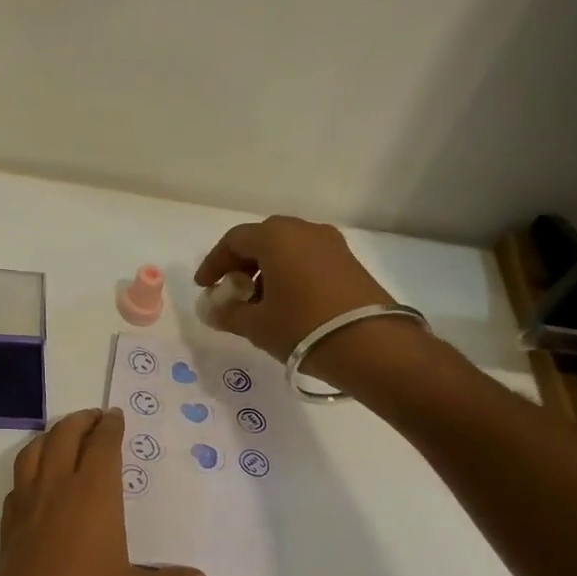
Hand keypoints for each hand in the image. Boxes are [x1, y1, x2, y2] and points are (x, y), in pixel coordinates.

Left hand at [0, 409, 205, 575]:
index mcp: (93, 497)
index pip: (101, 446)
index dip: (110, 427)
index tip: (115, 416)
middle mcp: (55, 492)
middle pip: (63, 437)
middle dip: (80, 421)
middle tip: (95, 418)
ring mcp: (25, 511)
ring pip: (32, 454)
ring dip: (50, 438)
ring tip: (64, 439)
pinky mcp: (6, 533)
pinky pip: (17, 485)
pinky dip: (30, 471)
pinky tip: (39, 486)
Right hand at [194, 216, 395, 363]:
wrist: (372, 345)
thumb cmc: (302, 327)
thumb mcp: (256, 325)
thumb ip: (227, 314)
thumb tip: (212, 310)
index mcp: (276, 237)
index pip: (234, 241)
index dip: (214, 263)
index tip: (205, 286)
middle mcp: (304, 230)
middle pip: (262, 240)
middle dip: (241, 264)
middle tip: (230, 291)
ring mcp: (331, 244)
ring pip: (287, 249)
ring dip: (266, 270)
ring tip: (257, 303)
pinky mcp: (349, 262)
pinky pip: (308, 259)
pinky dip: (289, 274)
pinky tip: (286, 304)